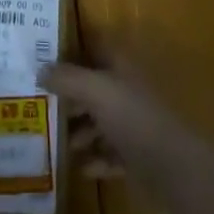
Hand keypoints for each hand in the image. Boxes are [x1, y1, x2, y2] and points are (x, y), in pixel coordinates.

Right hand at [42, 55, 207, 198]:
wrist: (173, 166)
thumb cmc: (133, 117)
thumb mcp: (96, 91)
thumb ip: (67, 78)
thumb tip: (39, 70)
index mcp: (120, 65)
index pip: (92, 45)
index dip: (69, 47)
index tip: (42, 56)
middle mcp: (125, 88)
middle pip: (92, 85)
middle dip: (68, 95)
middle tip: (39, 103)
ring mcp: (133, 122)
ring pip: (99, 120)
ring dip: (79, 130)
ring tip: (56, 140)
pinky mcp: (136, 154)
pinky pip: (109, 153)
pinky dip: (95, 159)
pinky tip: (79, 168)